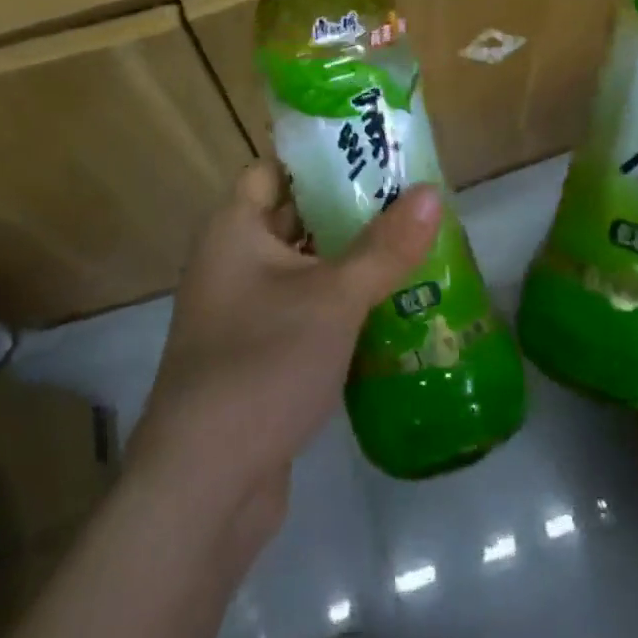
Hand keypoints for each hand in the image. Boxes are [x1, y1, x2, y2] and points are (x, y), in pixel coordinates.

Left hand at [128, 163, 441, 554]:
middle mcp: (231, 262)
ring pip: (303, 267)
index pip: (274, 169)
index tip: (372, 151)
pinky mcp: (258, 356)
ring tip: (411, 244)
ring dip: (349, 260)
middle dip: (347, 208)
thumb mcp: (334, 298)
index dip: (319, 157)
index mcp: (233, 230)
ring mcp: (243, 313)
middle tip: (407, 197)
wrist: (205, 485)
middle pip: (294, 216)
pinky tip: (389, 306)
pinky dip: (340, 304)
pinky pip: (304, 311)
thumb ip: (385, 246)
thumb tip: (432, 191)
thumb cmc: (263, 364)